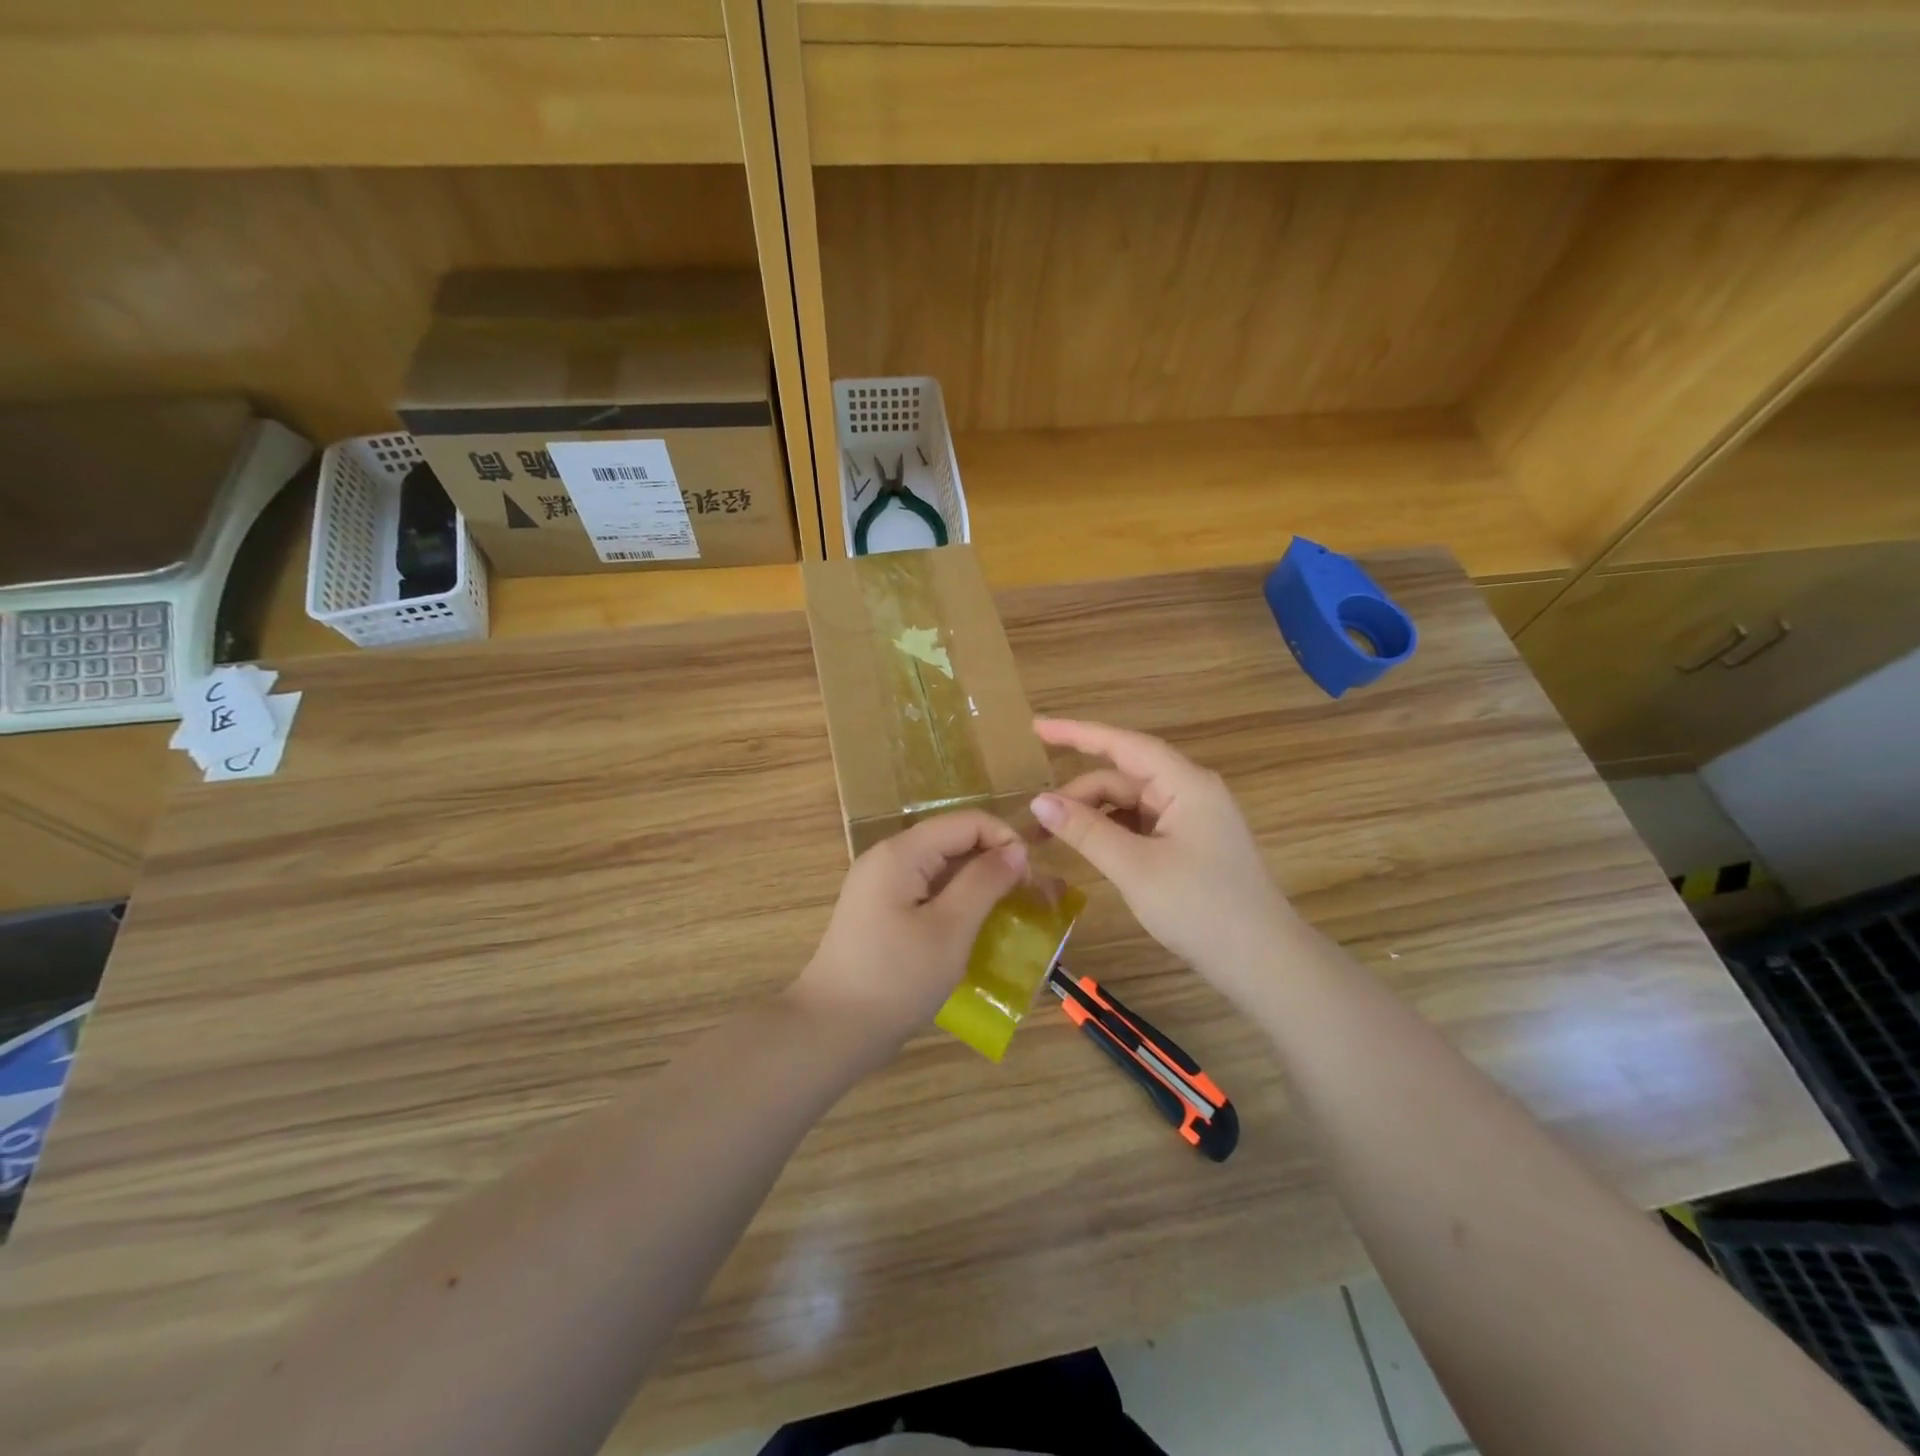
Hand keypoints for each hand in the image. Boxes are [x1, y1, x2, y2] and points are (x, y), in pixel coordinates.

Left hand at [789, 810, 1028, 1055]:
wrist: (832, 1030)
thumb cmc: (896, 979)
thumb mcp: (950, 929)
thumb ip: (985, 882)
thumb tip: (1016, 849)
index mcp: (902, 852)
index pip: (967, 822)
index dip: (1004, 841)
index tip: (1029, 881)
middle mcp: (888, 858)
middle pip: (952, 840)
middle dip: (993, 863)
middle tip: (1025, 902)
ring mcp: (880, 885)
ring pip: (941, 867)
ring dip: (976, 885)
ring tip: (1005, 917)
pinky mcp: (880, 911)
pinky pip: (926, 891)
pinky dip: (955, 903)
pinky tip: (972, 931)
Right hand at [1029, 717, 1301, 1001]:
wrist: (1263, 963)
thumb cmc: (1201, 908)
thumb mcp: (1135, 868)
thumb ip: (1086, 830)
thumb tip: (1038, 801)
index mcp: (1186, 784)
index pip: (1123, 745)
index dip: (1077, 733)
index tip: (1036, 727)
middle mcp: (1191, 791)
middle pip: (1124, 777)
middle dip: (1079, 792)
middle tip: (1036, 820)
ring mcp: (1193, 819)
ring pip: (1131, 802)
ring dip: (1093, 814)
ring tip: (1054, 836)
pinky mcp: (1191, 844)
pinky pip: (1142, 824)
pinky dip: (1112, 831)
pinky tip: (1089, 847)